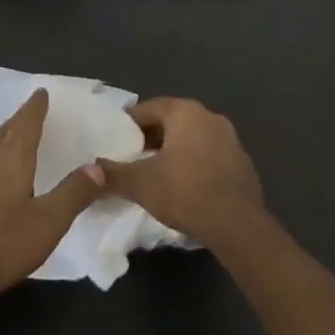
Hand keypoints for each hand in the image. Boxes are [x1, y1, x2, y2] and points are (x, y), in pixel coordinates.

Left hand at [0, 88, 106, 310]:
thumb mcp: (47, 223)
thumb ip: (73, 193)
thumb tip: (98, 166)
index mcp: (10, 159)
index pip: (26, 123)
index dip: (35, 107)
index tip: (41, 92)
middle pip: (5, 131)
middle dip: (20, 120)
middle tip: (31, 112)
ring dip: (4, 139)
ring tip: (15, 139)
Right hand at [102, 97, 264, 246]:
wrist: (238, 226)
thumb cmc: (185, 192)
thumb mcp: (140, 183)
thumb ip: (113, 173)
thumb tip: (91, 170)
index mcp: (185, 112)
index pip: (148, 109)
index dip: (128, 124)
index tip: (115, 142)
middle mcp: (209, 117)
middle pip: (171, 121)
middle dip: (151, 138)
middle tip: (132, 158)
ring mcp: (230, 139)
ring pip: (192, 139)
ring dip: (174, 151)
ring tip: (156, 174)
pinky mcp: (242, 163)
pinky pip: (209, 156)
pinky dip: (194, 165)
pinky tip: (185, 187)